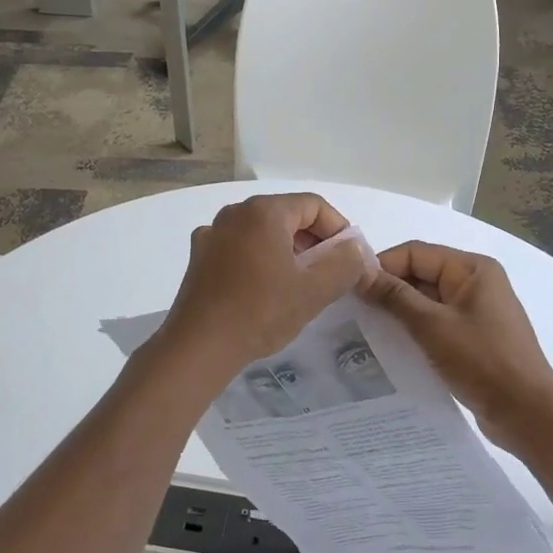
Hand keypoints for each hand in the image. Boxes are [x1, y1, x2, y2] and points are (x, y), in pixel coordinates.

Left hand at [155, 194, 369, 378]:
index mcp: (263, 211)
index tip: (350, 259)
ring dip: (287, 252)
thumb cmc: (260, 312)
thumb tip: (354, 248)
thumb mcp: (314, 290)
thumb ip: (344, 263)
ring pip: (263, 232)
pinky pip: (240, 248)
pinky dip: (260, 260)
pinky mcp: (199, 257)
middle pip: (287, 216)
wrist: (199, 347)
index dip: (339, 229)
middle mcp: (235, 213)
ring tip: (300, 285)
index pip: (314, 205)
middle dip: (314, 241)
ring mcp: (212, 234)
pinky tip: (264, 290)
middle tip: (329, 274)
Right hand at [361, 241, 552, 453]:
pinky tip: (389, 346)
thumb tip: (359, 272)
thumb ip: (394, 296)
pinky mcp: (472, 338)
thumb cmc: (482, 361)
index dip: (382, 265)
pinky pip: (435, 324)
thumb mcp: (432, 325)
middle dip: (388, 290)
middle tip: (352, 310)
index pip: (415, 253)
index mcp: (472, 269)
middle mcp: (475, 283)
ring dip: (398, 313)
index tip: (350, 287)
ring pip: (425, 301)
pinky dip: (413, 330)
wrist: (528, 415)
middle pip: (420, 275)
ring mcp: (475, 312)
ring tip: (363, 328)